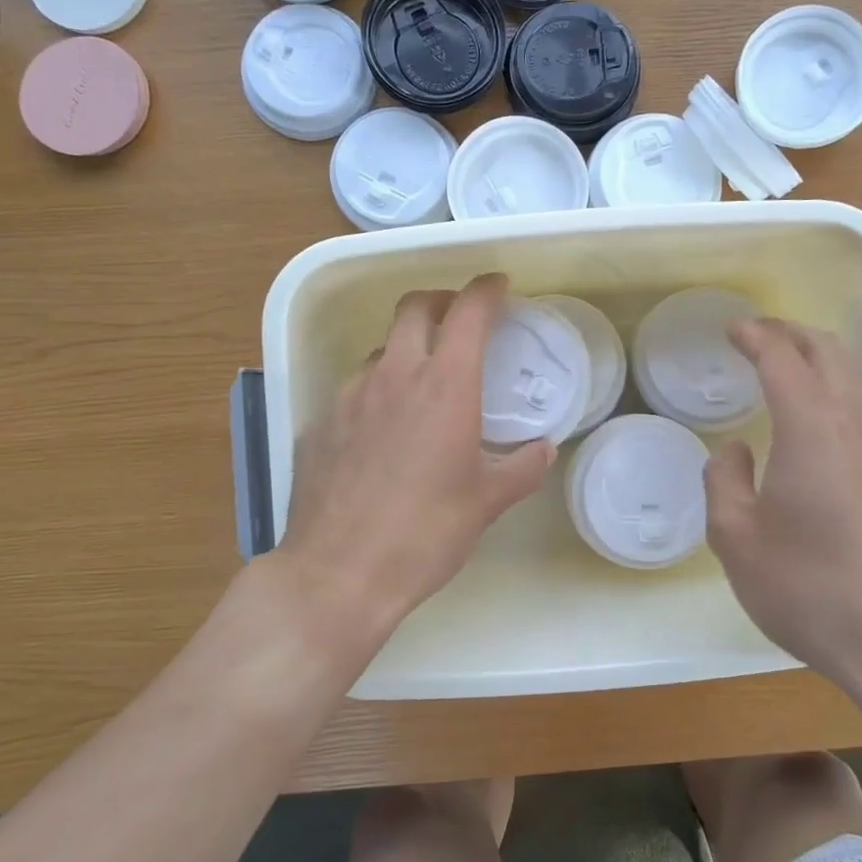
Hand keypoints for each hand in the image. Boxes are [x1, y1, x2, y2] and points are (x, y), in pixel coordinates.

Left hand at [274, 274, 554, 651]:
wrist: (338, 574)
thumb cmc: (425, 534)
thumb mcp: (487, 503)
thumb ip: (522, 468)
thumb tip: (543, 449)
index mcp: (444, 386)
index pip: (467, 312)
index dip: (486, 290)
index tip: (499, 287)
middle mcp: (393, 376)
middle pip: (414, 307)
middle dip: (441, 301)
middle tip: (459, 319)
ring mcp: (348, 396)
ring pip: (380, 350)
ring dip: (405, 350)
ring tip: (421, 386)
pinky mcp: (319, 423)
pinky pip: (353, 391)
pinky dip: (376, 394)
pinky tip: (381, 434)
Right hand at [704, 318, 861, 706]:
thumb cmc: (809, 588)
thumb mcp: (737, 539)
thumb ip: (724, 482)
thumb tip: (735, 451)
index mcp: (812, 429)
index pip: (783, 359)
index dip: (755, 336)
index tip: (731, 329)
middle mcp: (853, 425)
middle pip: (829, 351)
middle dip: (790, 332)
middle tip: (755, 335)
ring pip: (852, 375)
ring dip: (816, 355)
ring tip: (780, 363)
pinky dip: (833, 384)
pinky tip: (812, 413)